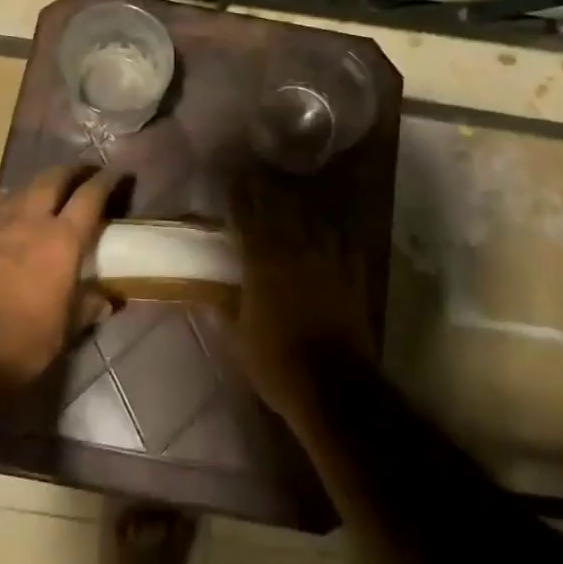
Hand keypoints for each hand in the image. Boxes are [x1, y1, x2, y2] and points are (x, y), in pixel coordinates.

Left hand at [0, 165, 122, 386]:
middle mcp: (33, 222)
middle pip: (54, 179)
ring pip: (24, 187)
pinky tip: (14, 204)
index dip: (105, 181)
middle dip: (72, 171)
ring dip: (42, 182)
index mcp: (63, 240)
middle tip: (85, 171)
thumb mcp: (68, 326)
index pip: (89, 197)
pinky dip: (11, 198)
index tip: (116, 172)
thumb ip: (89, 305)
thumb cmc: (28, 340)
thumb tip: (109, 301)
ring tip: (52, 185)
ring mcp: (0, 226)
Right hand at [228, 165, 374, 426]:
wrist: (333, 385)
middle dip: (269, 190)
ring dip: (303, 206)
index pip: (247, 218)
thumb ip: (226, 309)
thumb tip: (209, 293)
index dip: (239, 198)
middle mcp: (295, 251)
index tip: (233, 182)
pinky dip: (336, 234)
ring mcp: (328, 260)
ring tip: (296, 198)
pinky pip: (346, 244)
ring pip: (315, 219)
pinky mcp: (353, 275)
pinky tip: (333, 232)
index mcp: (262, 262)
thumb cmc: (276, 363)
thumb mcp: (239, 340)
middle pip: (282, 208)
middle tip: (261, 178)